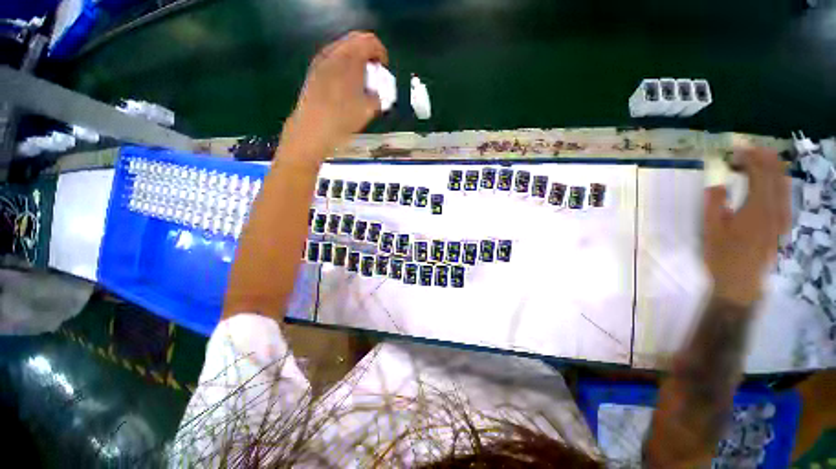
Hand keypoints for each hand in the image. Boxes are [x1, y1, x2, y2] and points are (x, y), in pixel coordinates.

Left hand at [284, 31, 387, 156]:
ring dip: (355, 60)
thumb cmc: (343, 119)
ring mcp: (321, 60)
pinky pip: (333, 58)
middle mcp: (335, 53)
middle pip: (355, 40)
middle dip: (368, 54)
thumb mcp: (368, 110)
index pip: (370, 42)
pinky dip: (343, 65)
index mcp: (351, 58)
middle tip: (374, 73)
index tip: (383, 70)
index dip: (380, 54)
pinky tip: (346, 85)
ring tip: (361, 81)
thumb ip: (378, 96)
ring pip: (343, 49)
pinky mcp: (314, 70)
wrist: (313, 129)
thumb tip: (378, 92)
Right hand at [703, 147, 790, 306]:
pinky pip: (785, 196)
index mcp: (757, 209)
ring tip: (759, 160)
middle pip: (776, 175)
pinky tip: (770, 181)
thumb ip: (714, 204)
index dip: (750, 158)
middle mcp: (775, 210)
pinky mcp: (782, 225)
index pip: (759, 174)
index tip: (736, 150)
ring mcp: (782, 218)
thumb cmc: (722, 256)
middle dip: (764, 158)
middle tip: (748, 150)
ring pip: (784, 184)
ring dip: (773, 168)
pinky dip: (778, 182)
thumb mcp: (711, 230)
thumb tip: (718, 184)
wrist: (741, 282)